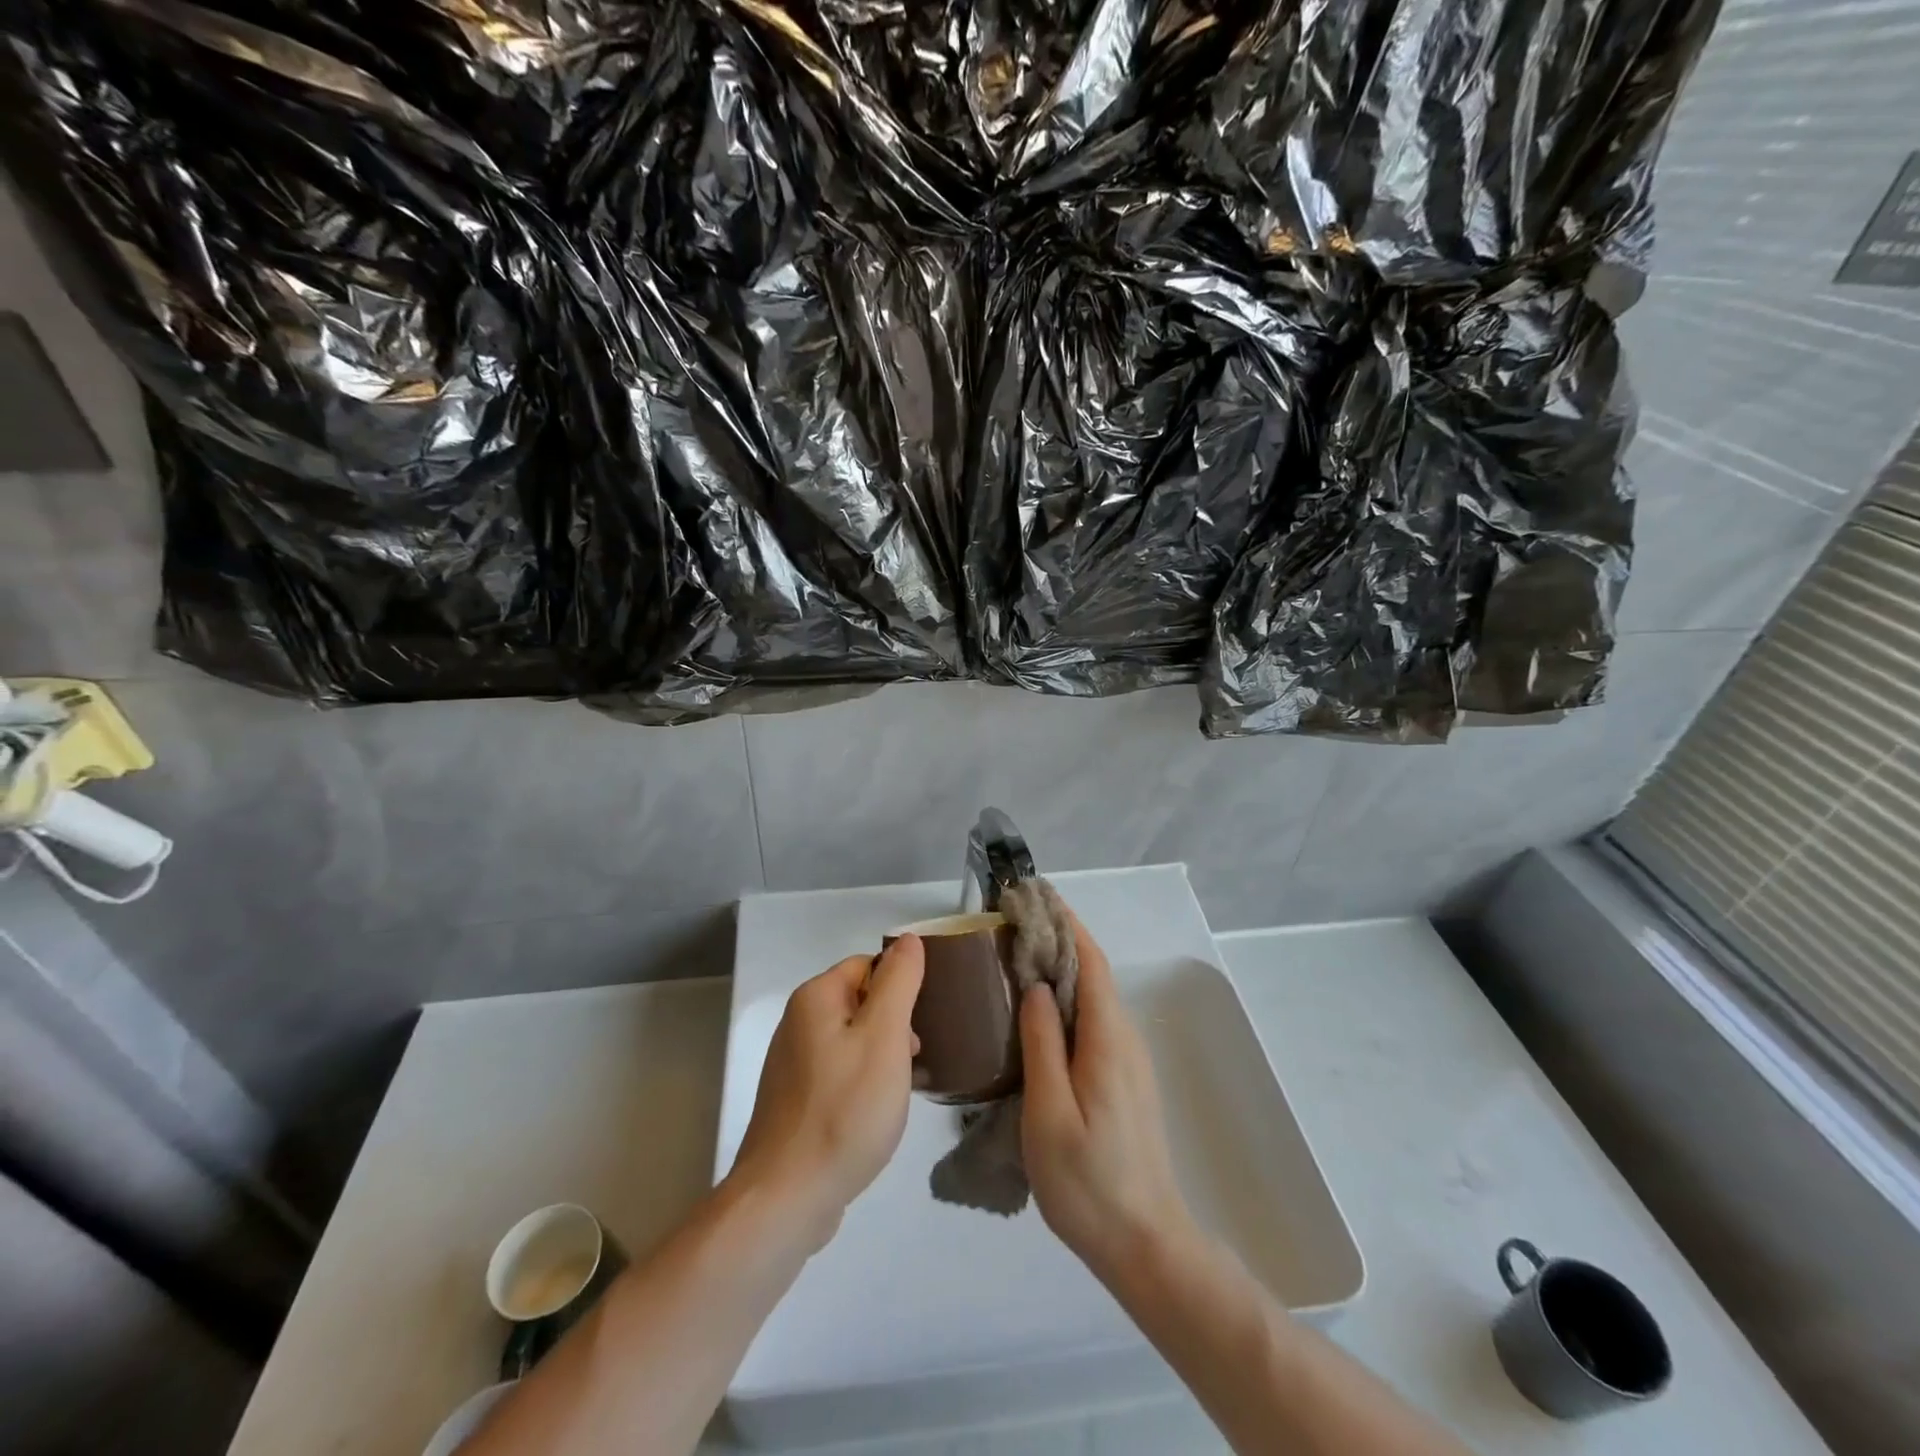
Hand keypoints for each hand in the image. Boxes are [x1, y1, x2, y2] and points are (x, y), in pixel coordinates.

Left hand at [730, 934, 925, 1248]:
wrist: (787, 1197)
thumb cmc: (844, 1110)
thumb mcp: (884, 1037)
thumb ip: (898, 981)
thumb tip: (908, 939)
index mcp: (815, 997)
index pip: (868, 965)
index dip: (901, 988)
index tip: (922, 1023)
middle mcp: (797, 1021)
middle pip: (859, 1001)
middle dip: (892, 1024)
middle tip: (913, 1060)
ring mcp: (791, 1063)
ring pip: (850, 1038)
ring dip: (880, 1055)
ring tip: (899, 1089)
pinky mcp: (793, 1099)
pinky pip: (837, 1071)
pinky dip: (860, 1082)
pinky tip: (873, 1112)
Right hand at [1020, 918, 1194, 1281]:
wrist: (1145, 1243)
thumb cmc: (1088, 1181)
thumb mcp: (1049, 1112)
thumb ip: (1042, 1043)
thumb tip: (1037, 986)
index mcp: (1107, 1038)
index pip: (1089, 960)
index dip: (1064, 922)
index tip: (1033, 896)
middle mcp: (1123, 1038)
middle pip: (1093, 971)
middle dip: (1058, 937)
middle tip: (1012, 920)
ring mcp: (1127, 1059)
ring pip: (1094, 996)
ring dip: (1061, 966)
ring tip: (1017, 953)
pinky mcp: (1123, 1079)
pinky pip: (1094, 1020)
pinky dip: (1067, 997)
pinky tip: (1039, 1009)